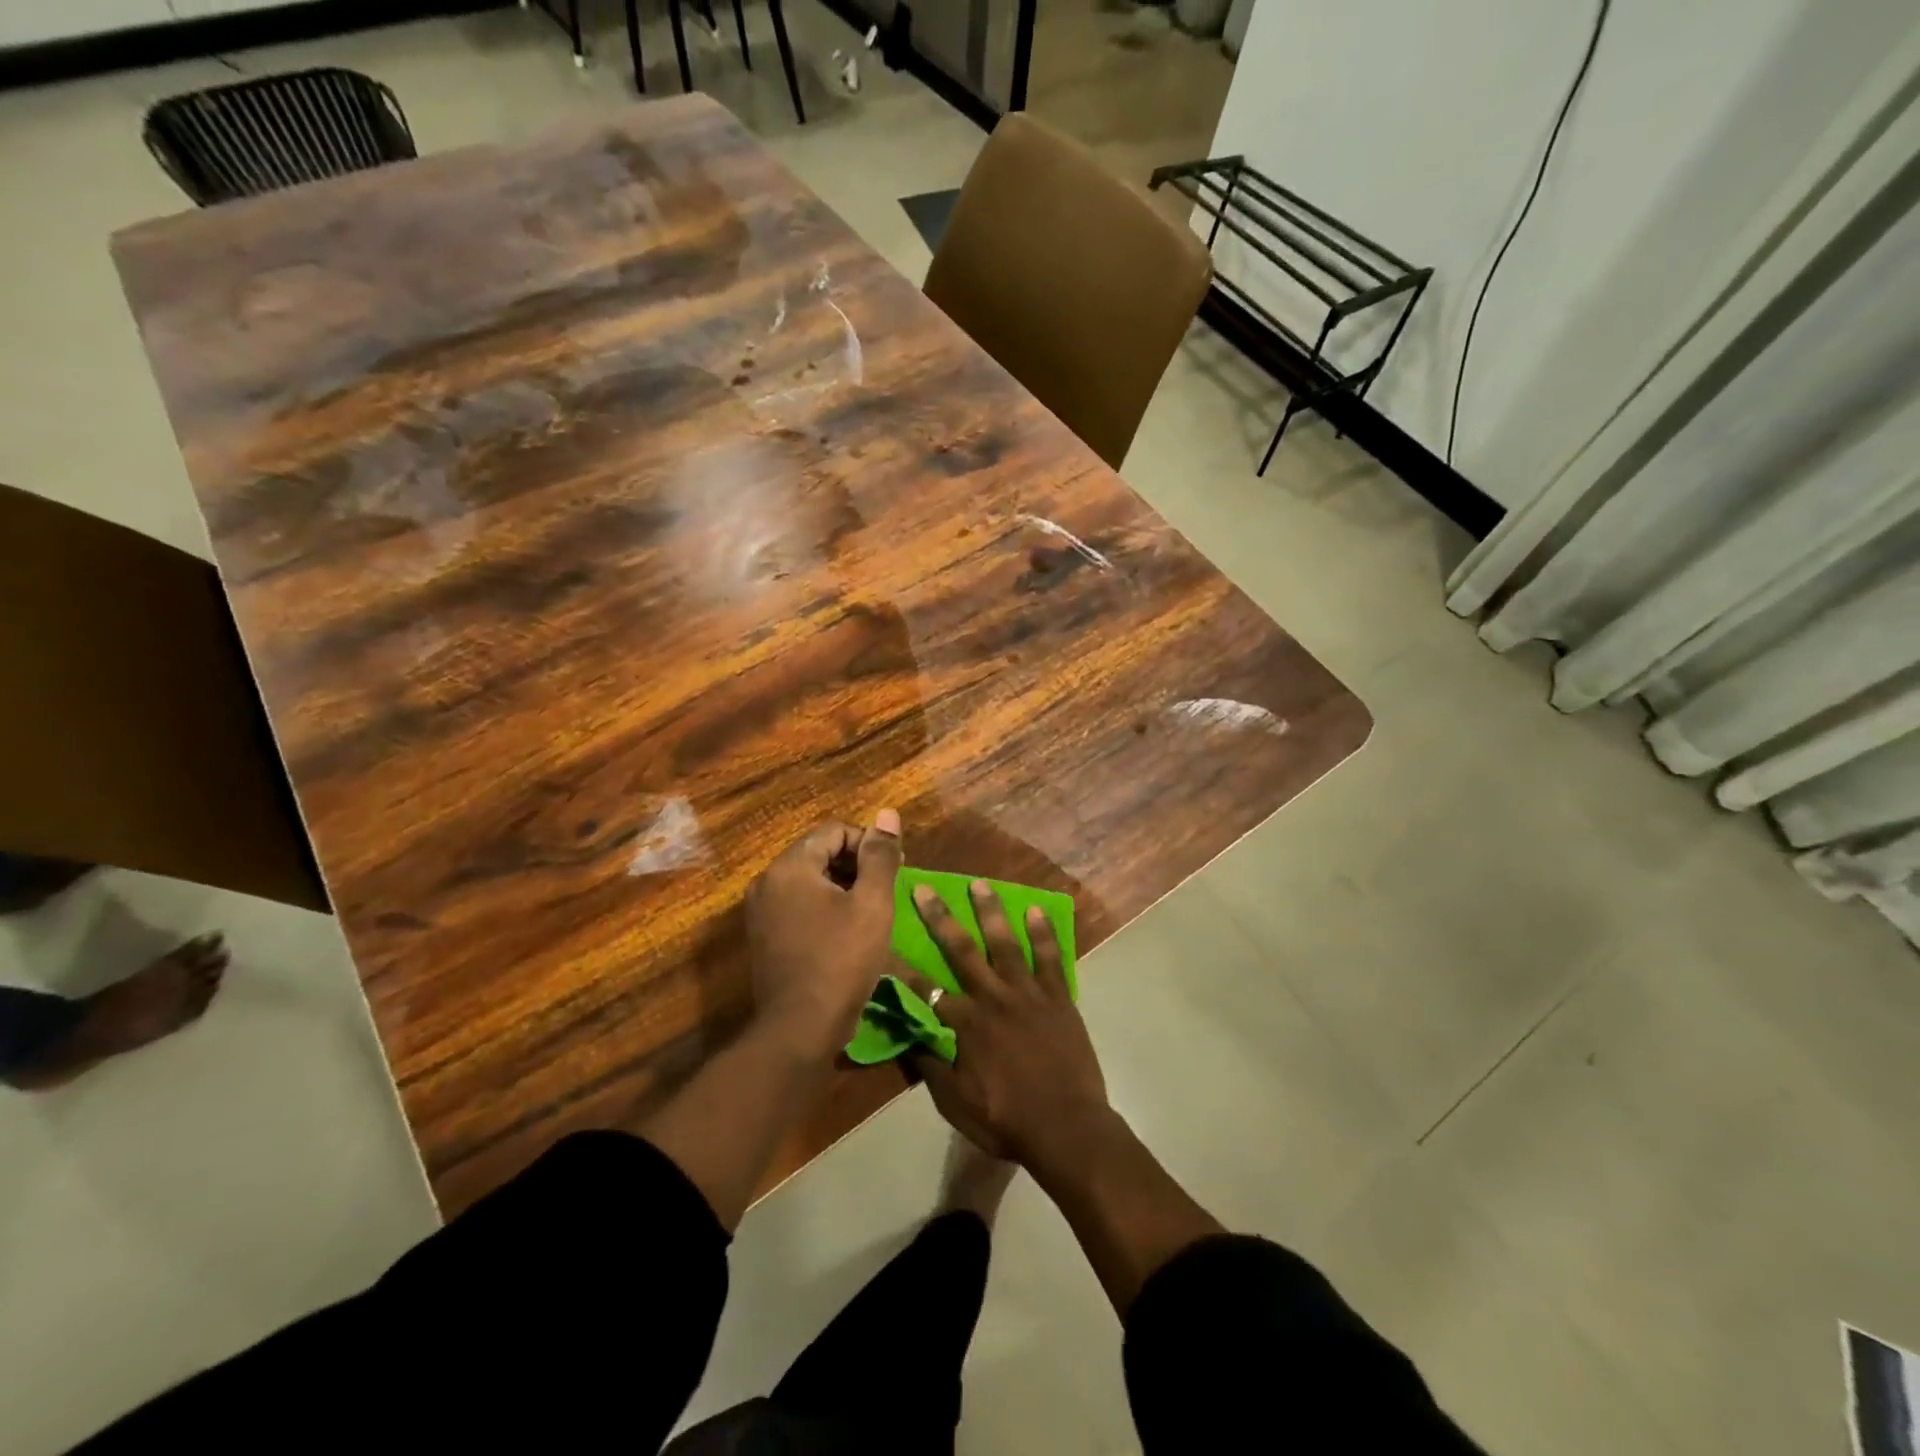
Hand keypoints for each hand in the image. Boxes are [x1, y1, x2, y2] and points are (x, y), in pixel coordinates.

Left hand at [746, 809, 901, 1050]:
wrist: (801, 1028)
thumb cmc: (842, 959)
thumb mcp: (872, 903)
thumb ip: (880, 855)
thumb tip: (887, 814)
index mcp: (790, 867)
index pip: (835, 831)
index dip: (869, 844)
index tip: (895, 868)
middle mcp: (767, 881)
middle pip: (819, 853)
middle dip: (856, 865)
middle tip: (887, 890)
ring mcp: (761, 911)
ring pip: (810, 881)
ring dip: (842, 887)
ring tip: (871, 911)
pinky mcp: (763, 936)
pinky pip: (798, 905)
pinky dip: (824, 908)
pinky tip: (847, 931)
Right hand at [907, 880, 1111, 1168]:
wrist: (1068, 1129)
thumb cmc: (1007, 1120)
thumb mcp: (955, 1103)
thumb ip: (930, 1065)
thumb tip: (906, 1034)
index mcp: (965, 1023)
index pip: (924, 988)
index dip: (901, 966)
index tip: (884, 942)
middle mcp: (993, 997)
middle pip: (961, 949)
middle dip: (940, 917)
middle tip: (926, 888)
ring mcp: (1028, 993)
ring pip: (1005, 942)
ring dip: (990, 911)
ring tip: (980, 883)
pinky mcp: (1058, 996)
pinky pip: (1049, 957)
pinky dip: (1043, 932)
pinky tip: (1035, 910)